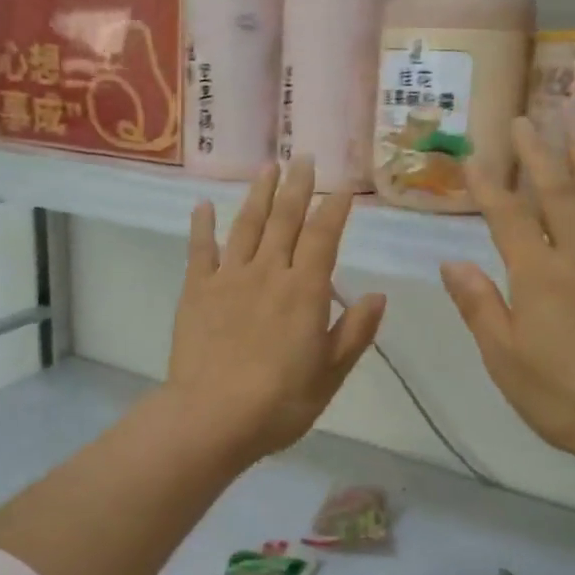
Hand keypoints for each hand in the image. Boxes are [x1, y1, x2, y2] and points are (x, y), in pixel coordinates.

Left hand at [165, 159, 386, 466]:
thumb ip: (355, 332)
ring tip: (267, 167)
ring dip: (258, 194)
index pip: (324, 237)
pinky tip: (202, 205)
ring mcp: (229, 278)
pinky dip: (201, 226)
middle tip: (304, 158)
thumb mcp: (330, 374)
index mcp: (305, 291)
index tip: (342, 187)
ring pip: (247, 225)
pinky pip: (200, 250)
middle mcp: (269, 272)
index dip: (334, 209)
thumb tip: (378, 295)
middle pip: (285, 220)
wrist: (212, 416)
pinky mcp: (196, 290)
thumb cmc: (280, 402)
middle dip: (297, 187)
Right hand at [440, 119, 574, 485]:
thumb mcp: (504, 359)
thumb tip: (451, 262)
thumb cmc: (564, 396)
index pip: (507, 218)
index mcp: (537, 276)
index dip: (489, 185)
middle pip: (557, 192)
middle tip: (526, 119)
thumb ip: (479, 306)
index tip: (475, 157)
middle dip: (538, 153)